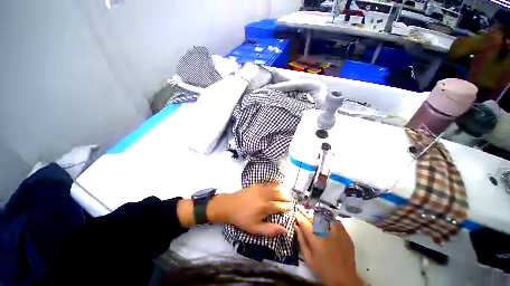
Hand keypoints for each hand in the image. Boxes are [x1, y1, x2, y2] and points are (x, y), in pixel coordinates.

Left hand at [208, 183, 293, 236]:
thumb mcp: (255, 229)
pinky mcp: (256, 184)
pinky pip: (268, 183)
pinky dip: (275, 184)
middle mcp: (265, 196)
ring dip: (282, 190)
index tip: (291, 207)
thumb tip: (285, 230)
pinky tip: (277, 185)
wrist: (229, 206)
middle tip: (290, 200)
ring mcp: (261, 188)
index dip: (288, 206)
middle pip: (280, 194)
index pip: (281, 206)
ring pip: (275, 187)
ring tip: (286, 193)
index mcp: (266, 207)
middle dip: (287, 197)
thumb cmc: (242, 219)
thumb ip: (270, 230)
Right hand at [295, 206, 360, 285]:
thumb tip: (296, 226)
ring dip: (317, 214)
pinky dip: (328, 218)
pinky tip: (325, 220)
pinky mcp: (345, 234)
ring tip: (312, 215)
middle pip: (314, 217)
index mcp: (316, 240)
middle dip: (306, 213)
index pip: (305, 223)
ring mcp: (337, 232)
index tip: (295, 212)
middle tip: (301, 209)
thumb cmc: (323, 270)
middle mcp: (326, 233)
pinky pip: (335, 220)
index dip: (299, 216)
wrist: (345, 279)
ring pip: (325, 217)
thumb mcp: (308, 259)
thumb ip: (301, 241)